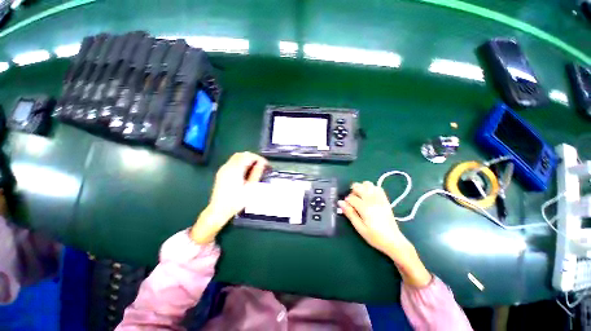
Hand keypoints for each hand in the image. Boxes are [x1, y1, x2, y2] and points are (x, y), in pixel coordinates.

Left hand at [191, 152, 267, 243]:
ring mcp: (223, 169)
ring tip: (255, 168)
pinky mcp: (221, 173)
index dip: (259, 158)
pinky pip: (232, 162)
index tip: (266, 164)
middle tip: (261, 165)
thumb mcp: (250, 188)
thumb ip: (256, 173)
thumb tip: (262, 163)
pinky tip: (245, 172)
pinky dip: (241, 163)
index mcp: (235, 169)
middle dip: (253, 157)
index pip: (249, 156)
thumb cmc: (236, 201)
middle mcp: (228, 166)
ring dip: (247, 159)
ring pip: (236, 157)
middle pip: (242, 154)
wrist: (218, 210)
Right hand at [338, 182, 408, 258]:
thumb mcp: (359, 228)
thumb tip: (340, 202)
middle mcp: (372, 200)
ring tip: (361, 197)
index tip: (347, 208)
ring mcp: (380, 199)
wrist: (394, 241)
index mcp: (365, 208)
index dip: (346, 201)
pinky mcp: (385, 200)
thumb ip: (350, 213)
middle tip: (353, 201)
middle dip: (352, 191)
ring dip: (362, 188)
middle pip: (358, 186)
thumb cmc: (375, 236)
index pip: (351, 197)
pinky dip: (371, 188)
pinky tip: (369, 196)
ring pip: (368, 184)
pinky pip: (377, 188)